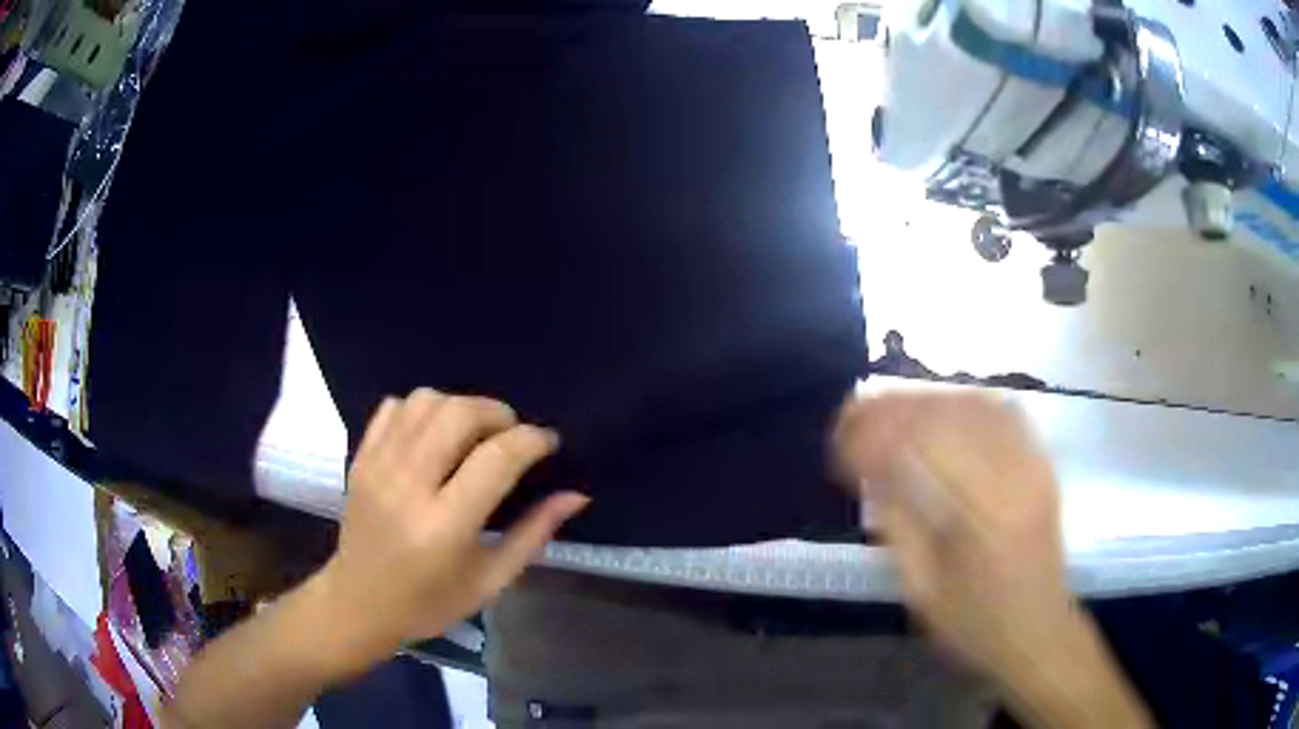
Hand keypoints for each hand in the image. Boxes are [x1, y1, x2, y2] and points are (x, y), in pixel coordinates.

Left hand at [312, 389, 588, 669]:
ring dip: (460, 408)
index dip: (532, 440)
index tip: (549, 443)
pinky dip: (422, 410)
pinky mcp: (360, 458)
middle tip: (511, 436)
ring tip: (473, 435)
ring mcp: (378, 466)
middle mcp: (408, 486)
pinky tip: (434, 436)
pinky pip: (394, 407)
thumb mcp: (491, 580)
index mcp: (445, 526)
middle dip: (498, 413)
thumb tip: (576, 494)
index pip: (497, 458)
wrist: (358, 603)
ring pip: (425, 401)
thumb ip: (534, 533)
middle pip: (459, 413)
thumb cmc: (430, 603)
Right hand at [835, 392, 1075, 682]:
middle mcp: (1012, 474)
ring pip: (972, 404)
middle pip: (946, 414)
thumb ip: (897, 525)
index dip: (873, 431)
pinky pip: (1001, 411)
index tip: (839, 437)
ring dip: (924, 401)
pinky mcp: (1041, 462)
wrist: (1039, 632)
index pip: (920, 444)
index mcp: (981, 514)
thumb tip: (868, 469)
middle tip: (853, 416)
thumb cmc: (975, 625)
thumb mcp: (922, 590)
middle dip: (892, 408)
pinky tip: (940, 410)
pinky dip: (963, 402)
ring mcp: (1032, 462)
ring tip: (888, 411)